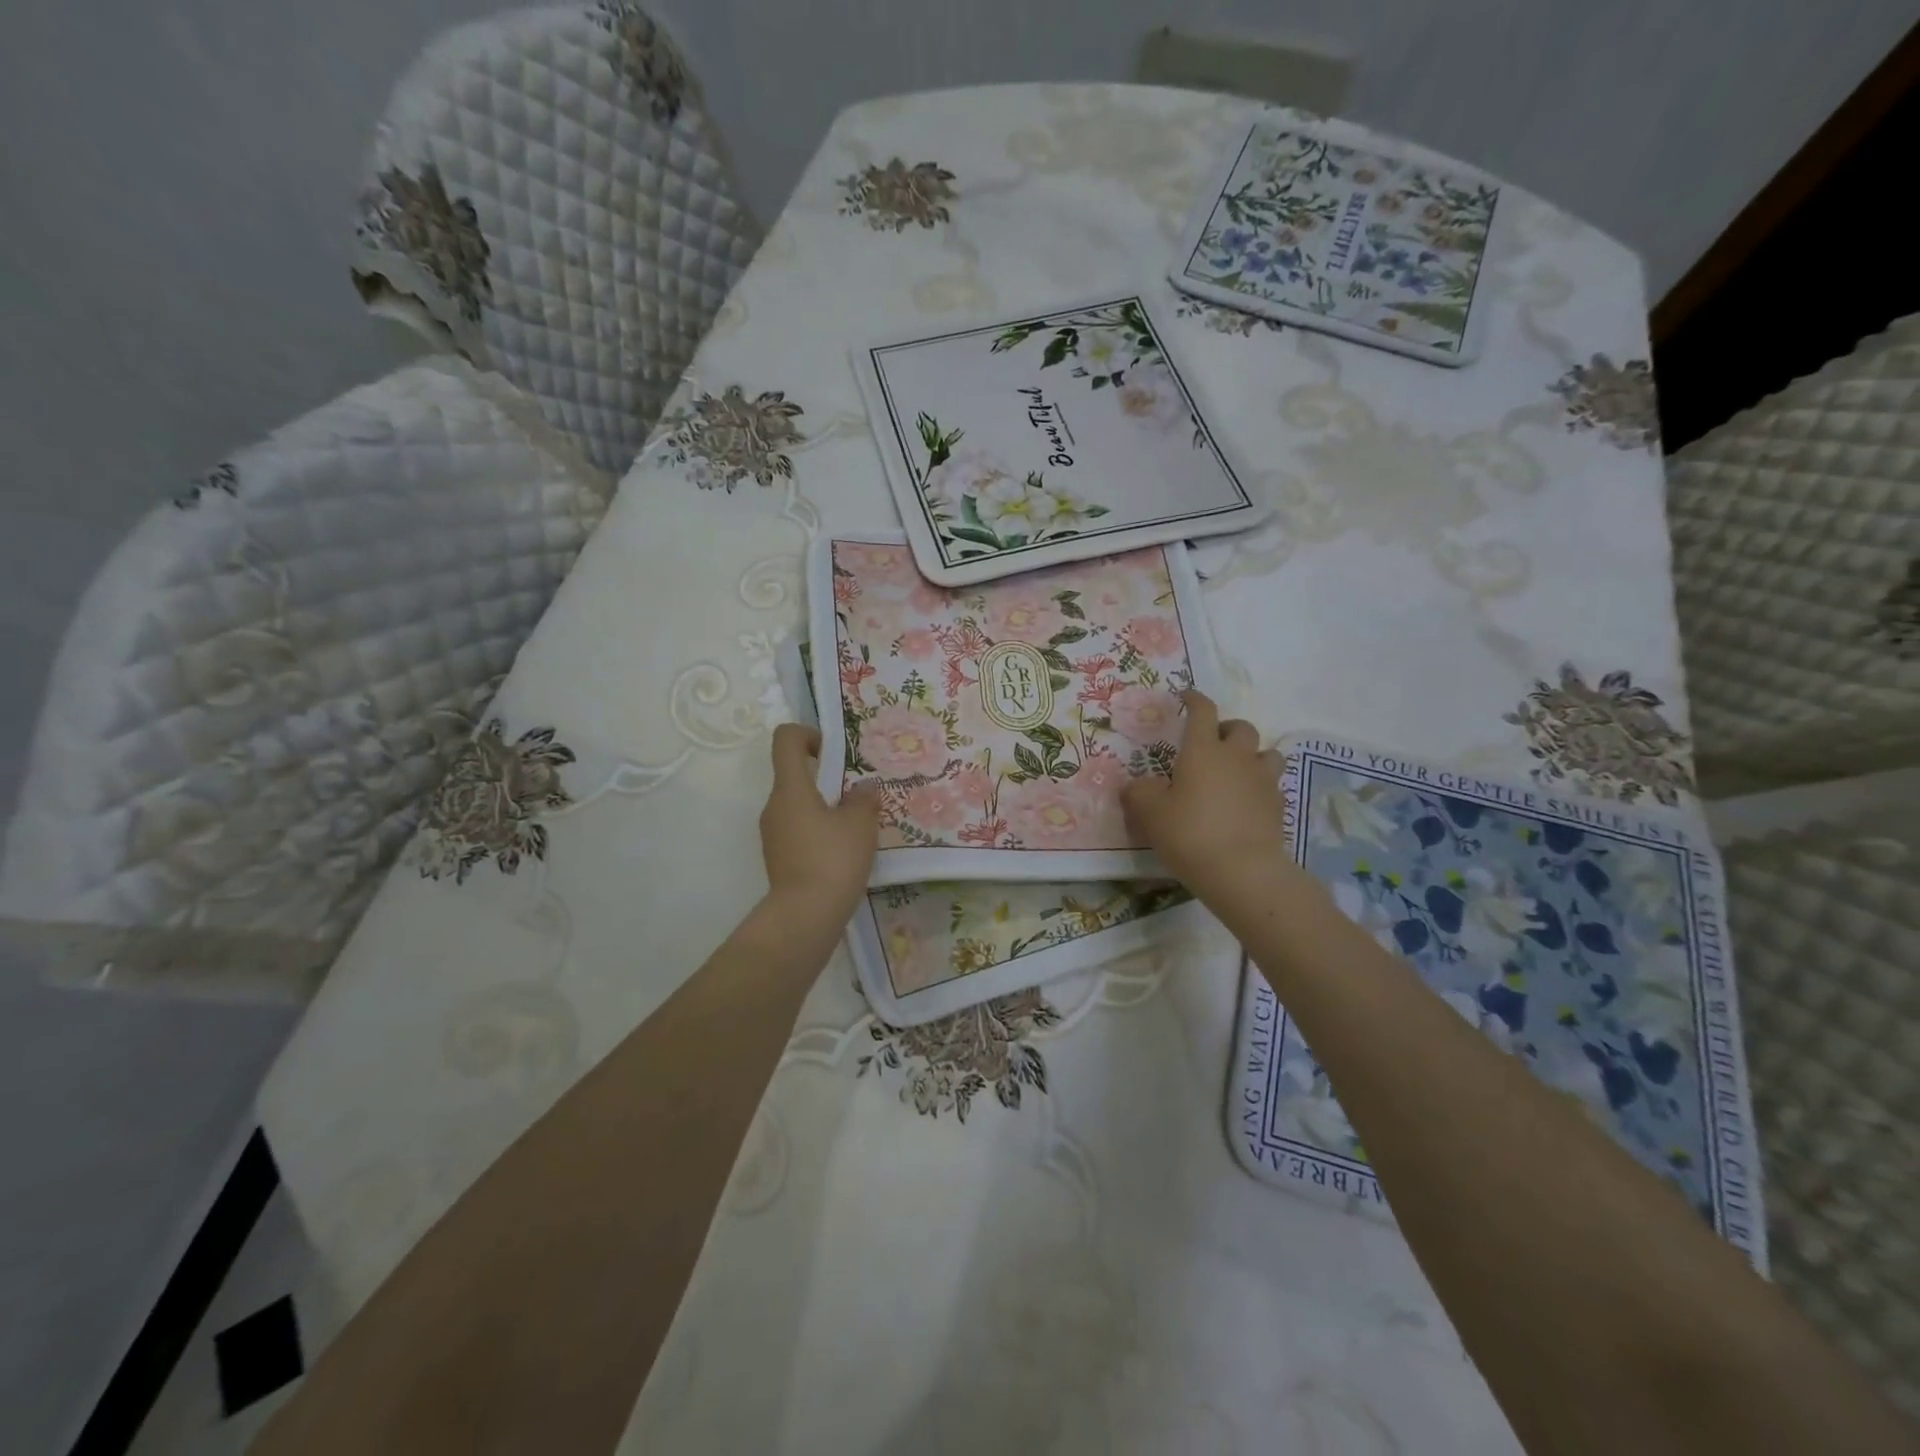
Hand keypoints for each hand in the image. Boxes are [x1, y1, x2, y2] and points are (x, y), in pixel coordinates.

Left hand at [759, 724, 879, 925]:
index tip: (833, 751)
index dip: (808, 734)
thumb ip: (863, 799)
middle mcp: (774, 806)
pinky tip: (843, 851)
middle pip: (794, 774)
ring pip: (798, 805)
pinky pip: (798, 830)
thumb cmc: (833, 859)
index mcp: (790, 788)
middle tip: (857, 793)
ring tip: (855, 826)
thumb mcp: (860, 825)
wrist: (805, 916)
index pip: (786, 740)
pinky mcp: (778, 857)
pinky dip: (818, 831)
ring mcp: (772, 833)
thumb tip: (863, 788)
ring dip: (824, 807)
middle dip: (826, 777)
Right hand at [1121, 690, 1287, 902]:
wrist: (1243, 871)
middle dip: (1227, 729)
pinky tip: (1247, 803)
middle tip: (1211, 744)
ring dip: (1251, 755)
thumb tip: (1135, 785)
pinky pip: (1272, 785)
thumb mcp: (1149, 814)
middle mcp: (1236, 757)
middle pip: (1241, 727)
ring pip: (1266, 753)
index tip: (1187, 696)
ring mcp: (1262, 781)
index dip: (1195, 699)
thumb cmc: (1190, 834)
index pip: (1202, 711)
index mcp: (1203, 750)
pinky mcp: (1278, 806)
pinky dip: (1260, 787)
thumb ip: (1139, 793)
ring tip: (1236, 771)